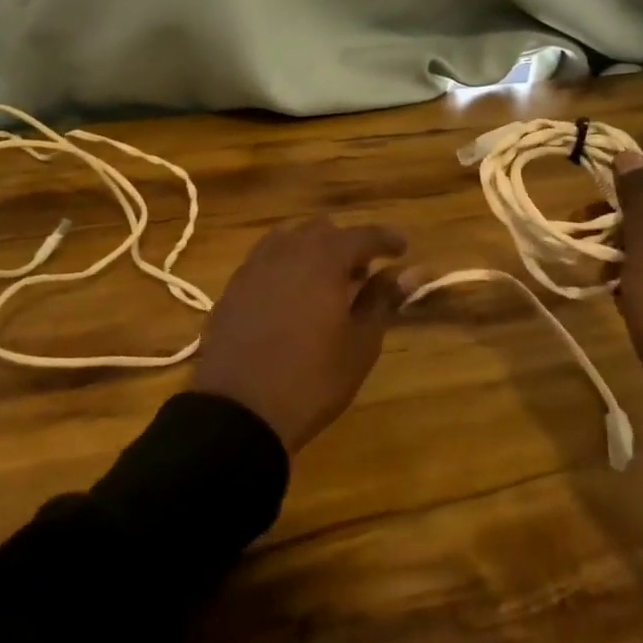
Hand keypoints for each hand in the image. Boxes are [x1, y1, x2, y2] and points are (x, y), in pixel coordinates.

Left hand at [192, 216, 418, 453]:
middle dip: (346, 245)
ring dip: (313, 251)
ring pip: (290, 239)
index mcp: (324, 259)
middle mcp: (287, 250)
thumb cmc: (310, 380)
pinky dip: (285, 267)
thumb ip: (382, 300)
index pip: (363, 235)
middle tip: (362, 275)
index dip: (386, 239)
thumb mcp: (359, 345)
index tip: (402, 248)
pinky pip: (266, 260)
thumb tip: (408, 272)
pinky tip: (290, 297)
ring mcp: (255, 265)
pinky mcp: (233, 286)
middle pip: (323, 230)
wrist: (237, 411)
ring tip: (325, 284)